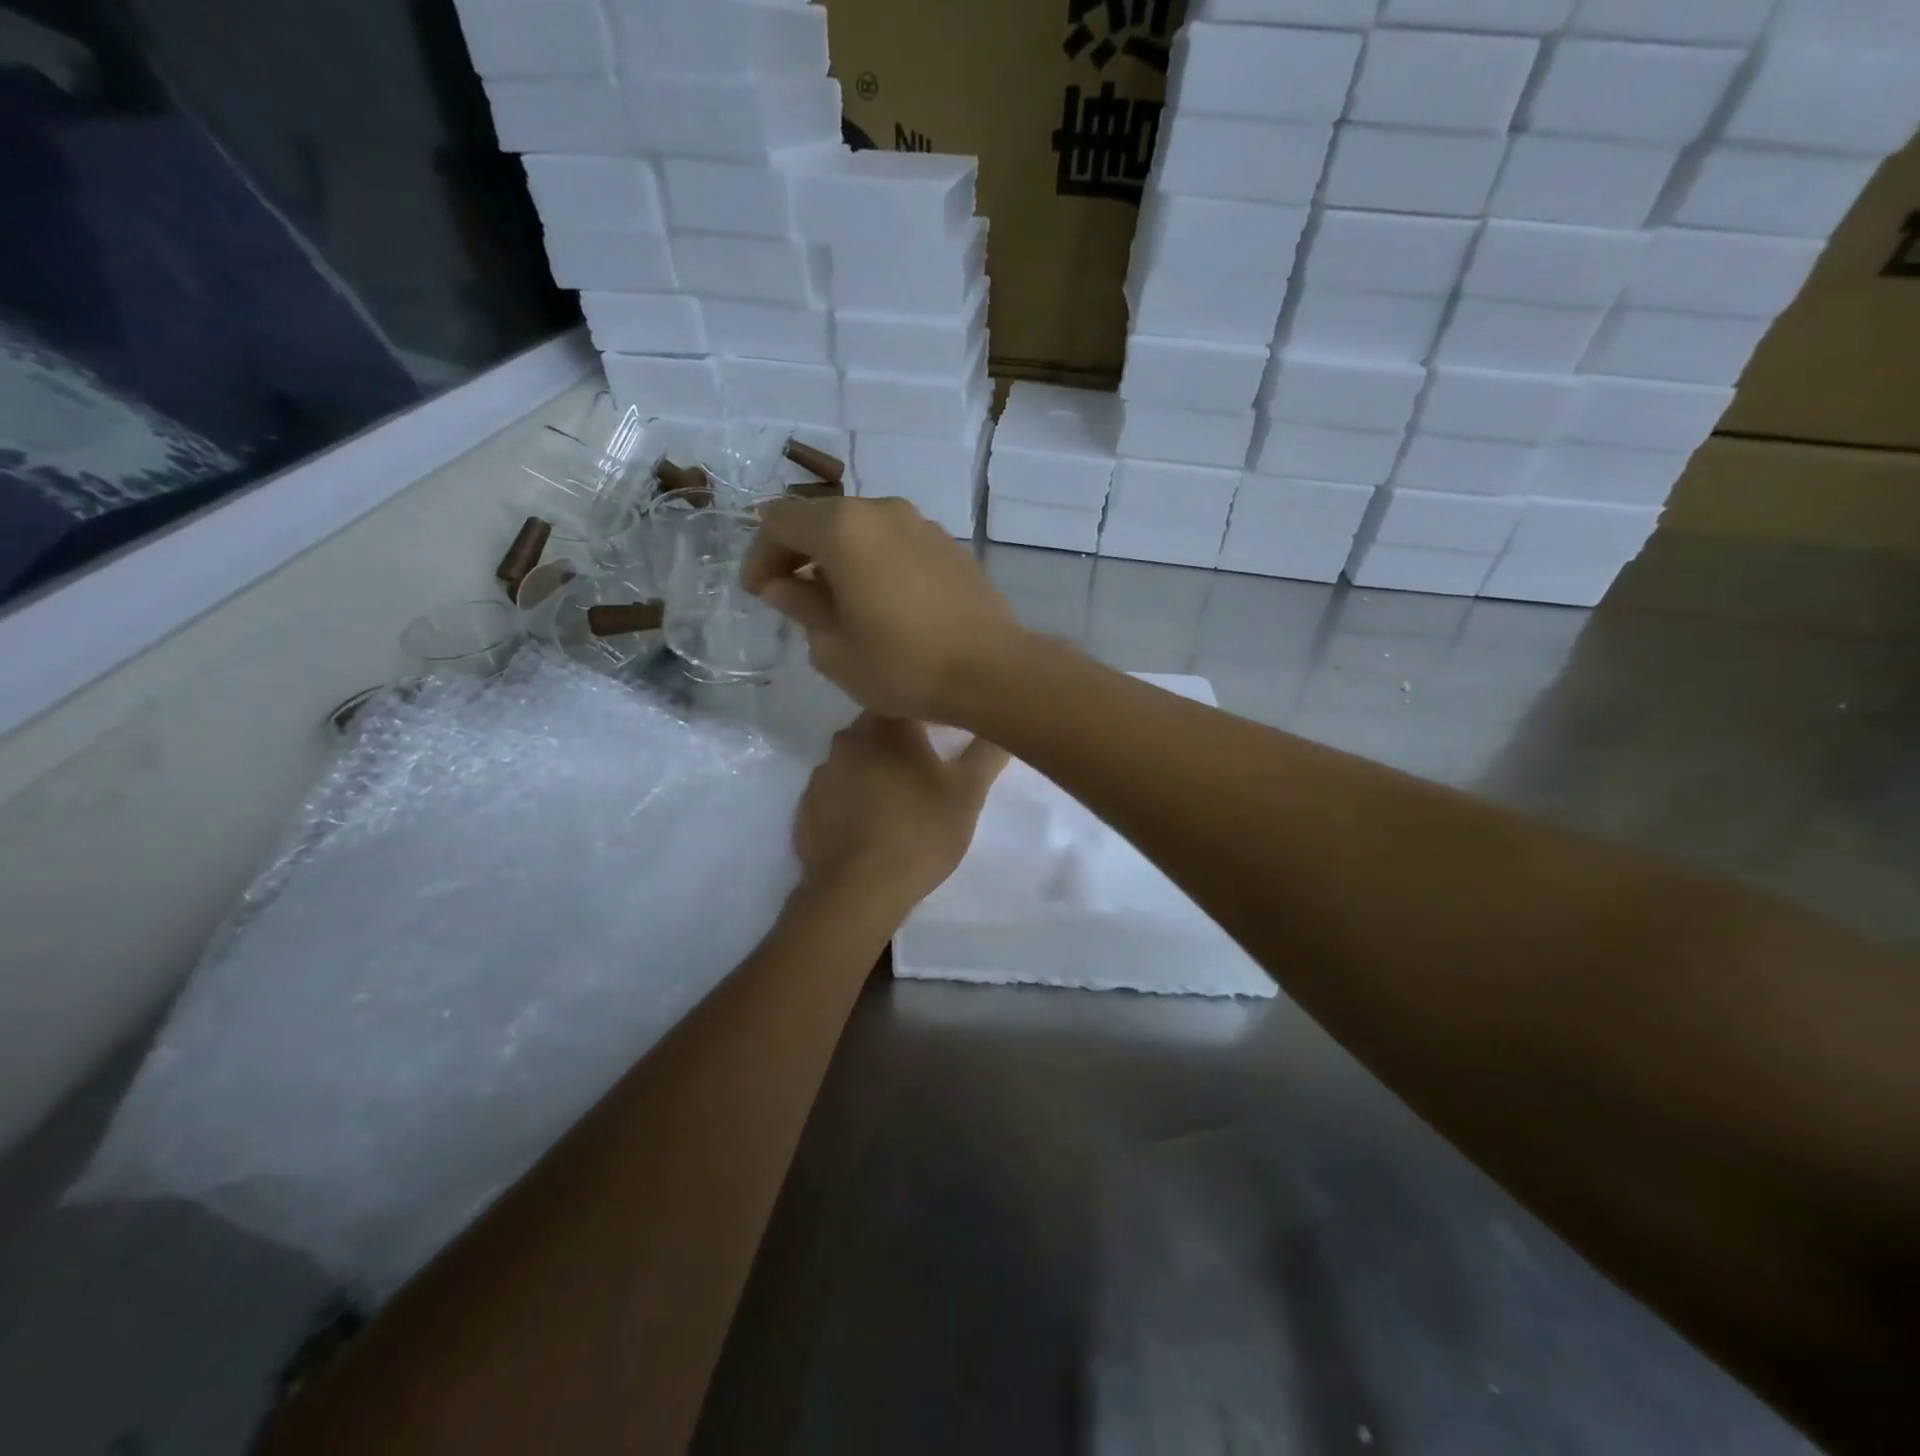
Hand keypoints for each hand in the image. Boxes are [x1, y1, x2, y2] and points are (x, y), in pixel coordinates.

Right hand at [741, 497, 1028, 724]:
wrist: (992, 671)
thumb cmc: (902, 665)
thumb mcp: (834, 648)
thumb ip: (800, 607)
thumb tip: (782, 586)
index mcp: (844, 528)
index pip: (780, 521)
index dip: (760, 555)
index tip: (758, 593)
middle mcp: (883, 511)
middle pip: (823, 519)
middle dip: (798, 554)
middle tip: (789, 597)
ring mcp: (922, 525)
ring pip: (862, 530)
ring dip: (838, 559)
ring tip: (836, 604)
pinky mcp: (949, 546)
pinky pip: (895, 544)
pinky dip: (874, 563)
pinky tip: (880, 603)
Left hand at [793, 713, 1009, 918]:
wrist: (858, 891)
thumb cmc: (920, 833)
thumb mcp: (968, 794)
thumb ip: (986, 753)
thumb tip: (1003, 727)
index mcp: (886, 728)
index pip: (907, 700)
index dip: (928, 711)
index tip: (946, 730)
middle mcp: (848, 741)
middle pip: (878, 728)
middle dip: (901, 741)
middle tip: (928, 765)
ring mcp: (822, 775)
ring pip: (855, 759)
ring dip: (874, 769)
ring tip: (899, 798)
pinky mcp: (806, 807)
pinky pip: (836, 791)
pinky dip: (852, 798)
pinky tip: (869, 823)